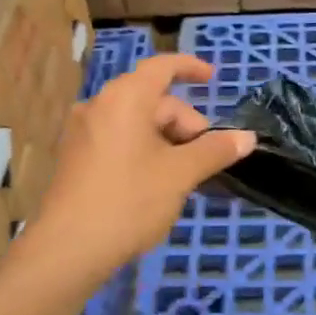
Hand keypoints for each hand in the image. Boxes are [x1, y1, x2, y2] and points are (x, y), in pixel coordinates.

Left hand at [28, 55, 254, 281]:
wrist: (69, 248)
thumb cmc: (129, 201)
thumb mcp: (180, 174)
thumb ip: (215, 150)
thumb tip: (247, 137)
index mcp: (125, 98)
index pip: (162, 66)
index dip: (190, 67)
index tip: (213, 78)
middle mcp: (100, 105)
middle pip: (153, 100)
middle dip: (184, 123)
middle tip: (205, 160)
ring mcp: (83, 132)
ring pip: (136, 123)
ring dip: (166, 140)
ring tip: (183, 176)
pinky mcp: (76, 157)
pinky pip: (118, 139)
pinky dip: (144, 150)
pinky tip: (155, 182)